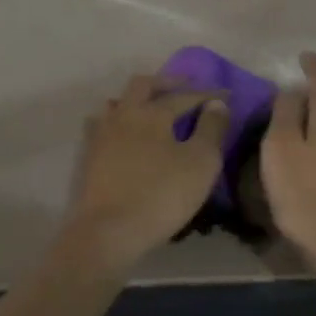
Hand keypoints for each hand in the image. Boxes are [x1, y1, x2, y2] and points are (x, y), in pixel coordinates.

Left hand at [60, 74, 229, 271]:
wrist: (109, 231)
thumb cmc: (162, 195)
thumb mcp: (201, 163)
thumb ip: (212, 129)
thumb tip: (216, 104)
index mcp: (152, 113)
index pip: (183, 95)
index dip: (207, 94)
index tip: (226, 95)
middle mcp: (124, 114)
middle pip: (142, 85)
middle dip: (166, 83)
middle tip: (185, 89)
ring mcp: (102, 134)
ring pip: (117, 103)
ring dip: (137, 100)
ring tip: (152, 109)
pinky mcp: (90, 156)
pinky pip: (103, 126)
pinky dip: (119, 122)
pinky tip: (126, 134)